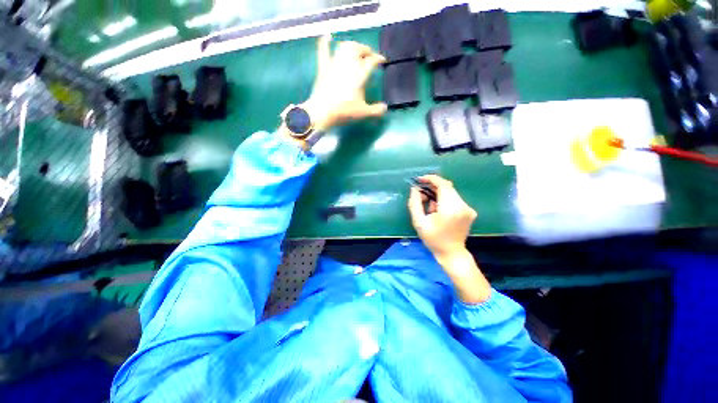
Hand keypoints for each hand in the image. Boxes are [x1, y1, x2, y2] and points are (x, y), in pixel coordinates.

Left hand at [301, 35, 387, 131]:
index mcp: (359, 74)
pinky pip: (323, 52)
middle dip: (366, 50)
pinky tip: (327, 36)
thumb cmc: (344, 111)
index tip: (382, 60)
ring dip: (352, 46)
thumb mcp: (363, 112)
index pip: (372, 61)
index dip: (378, 59)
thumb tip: (385, 108)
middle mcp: (348, 64)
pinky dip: (325, 43)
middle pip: (359, 49)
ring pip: (344, 47)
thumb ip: (376, 110)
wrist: (323, 111)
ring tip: (355, 50)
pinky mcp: (324, 68)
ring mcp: (335, 64)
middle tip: (369, 55)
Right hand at [408, 175, 489, 303]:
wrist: (452, 253)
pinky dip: (444, 200)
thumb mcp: (419, 222)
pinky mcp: (469, 211)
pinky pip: (454, 199)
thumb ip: (415, 203)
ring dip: (437, 194)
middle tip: (421, 194)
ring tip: (428, 206)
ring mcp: (468, 208)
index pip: (443, 184)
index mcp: (451, 208)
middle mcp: (463, 205)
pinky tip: (437, 210)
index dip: (430, 179)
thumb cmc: (433, 239)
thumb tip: (415, 189)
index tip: (419, 180)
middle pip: (447, 187)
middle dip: (432, 187)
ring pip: (450, 192)